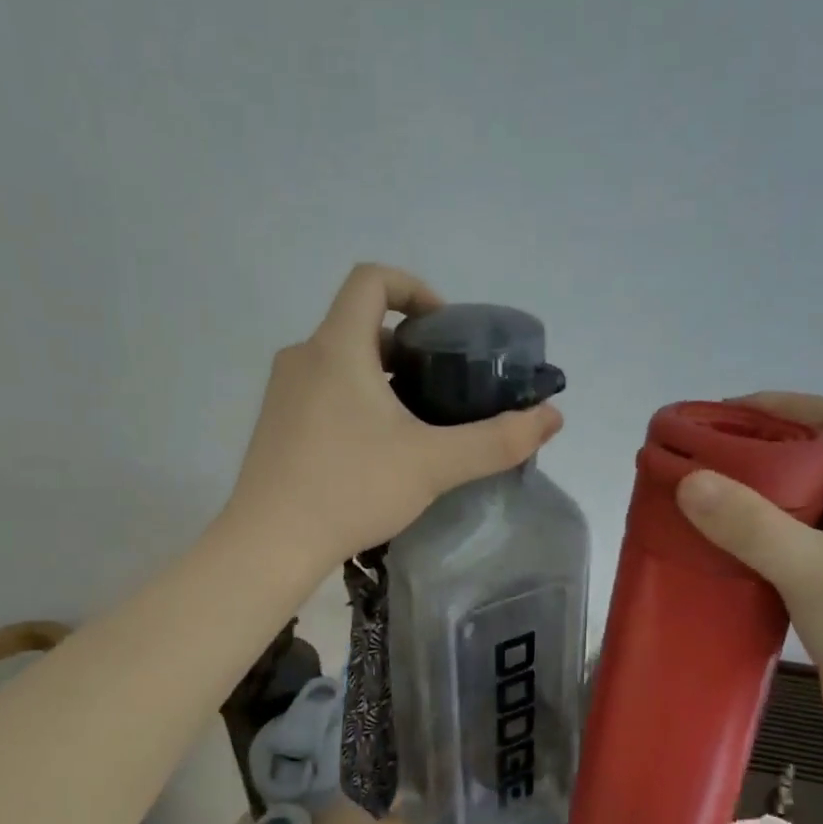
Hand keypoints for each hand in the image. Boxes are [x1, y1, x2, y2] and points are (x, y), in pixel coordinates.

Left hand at [224, 265, 563, 566]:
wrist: (270, 543)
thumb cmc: (351, 489)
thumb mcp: (434, 464)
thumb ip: (497, 440)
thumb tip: (553, 417)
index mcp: (337, 347)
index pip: (372, 280)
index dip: (414, 288)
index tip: (444, 329)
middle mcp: (303, 357)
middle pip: (359, 323)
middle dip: (407, 345)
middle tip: (442, 384)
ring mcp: (282, 392)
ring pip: (340, 360)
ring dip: (381, 375)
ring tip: (416, 421)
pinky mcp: (275, 424)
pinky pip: (322, 390)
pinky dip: (355, 399)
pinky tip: (376, 450)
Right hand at [675, 393, 822, 754]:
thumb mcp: (814, 568)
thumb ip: (751, 525)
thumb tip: (688, 480)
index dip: (777, 405)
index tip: (720, 414)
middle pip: (806, 457)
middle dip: (752, 451)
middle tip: (695, 459)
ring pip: (792, 504)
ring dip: (748, 497)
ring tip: (694, 500)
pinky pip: (783, 543)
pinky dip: (749, 538)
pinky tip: (714, 550)